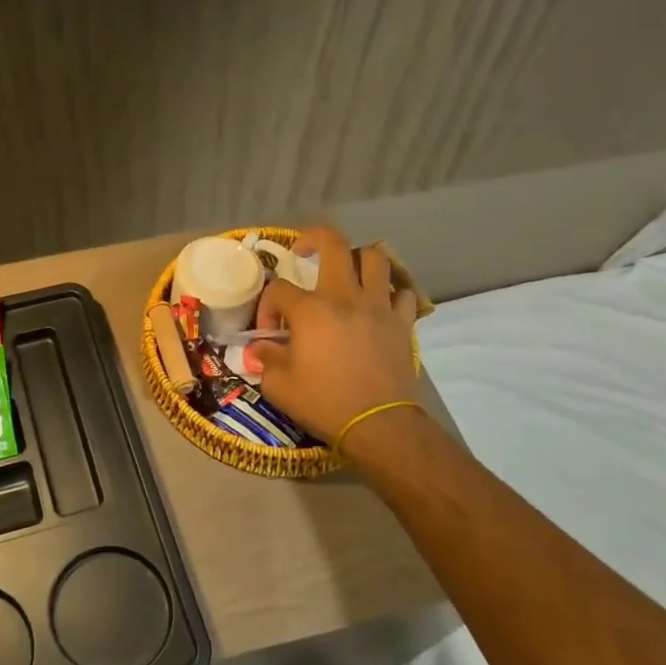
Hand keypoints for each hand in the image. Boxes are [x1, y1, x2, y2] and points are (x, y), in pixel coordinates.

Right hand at [249, 225, 418, 447]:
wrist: (378, 425)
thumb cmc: (324, 403)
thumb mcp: (278, 386)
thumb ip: (265, 359)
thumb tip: (262, 348)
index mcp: (310, 310)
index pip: (279, 288)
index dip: (268, 307)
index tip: (271, 334)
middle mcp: (345, 297)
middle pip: (333, 243)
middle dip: (313, 239)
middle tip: (304, 253)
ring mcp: (378, 307)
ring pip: (375, 258)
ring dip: (357, 260)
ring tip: (347, 275)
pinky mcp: (403, 323)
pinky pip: (403, 293)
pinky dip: (391, 293)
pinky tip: (380, 305)